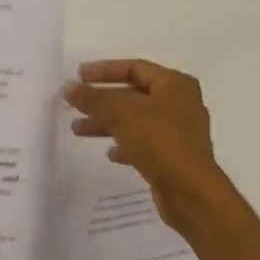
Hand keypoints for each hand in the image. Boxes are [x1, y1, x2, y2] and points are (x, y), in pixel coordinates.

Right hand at [64, 59, 236, 232]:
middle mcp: (180, 104)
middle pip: (133, 95)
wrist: (190, 191)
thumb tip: (69, 87)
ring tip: (78, 130)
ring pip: (135, 120)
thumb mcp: (120, 113)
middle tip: (74, 104)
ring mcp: (178, 132)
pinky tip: (109, 154)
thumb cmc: (159, 141)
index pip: (134, 68)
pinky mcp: (173, 156)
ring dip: (107, 123)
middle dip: (101, 100)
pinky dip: (124, 145)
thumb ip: (93, 98)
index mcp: (175, 85)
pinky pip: (144, 144)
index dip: (104, 70)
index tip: (78, 76)